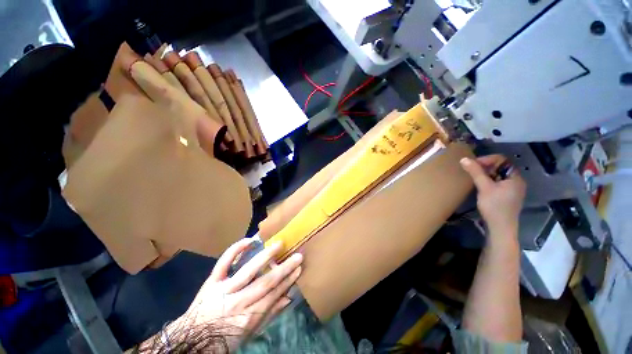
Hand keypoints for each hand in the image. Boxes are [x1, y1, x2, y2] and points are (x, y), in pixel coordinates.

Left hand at [171, 239, 302, 349]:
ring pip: (248, 271)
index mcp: (248, 316)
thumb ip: (270, 313)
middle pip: (265, 282)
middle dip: (284, 268)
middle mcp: (238, 301)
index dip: (288, 280)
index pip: (274, 294)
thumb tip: (288, 297)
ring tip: (279, 244)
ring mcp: (224, 289)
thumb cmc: (224, 336)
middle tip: (298, 255)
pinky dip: (234, 251)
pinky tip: (248, 241)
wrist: (191, 339)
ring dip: (265, 257)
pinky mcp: (212, 281)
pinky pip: (223, 263)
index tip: (299, 268)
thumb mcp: (250, 332)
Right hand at [460, 155, 525, 235]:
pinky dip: (488, 181)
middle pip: (500, 167)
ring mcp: (512, 189)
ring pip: (498, 175)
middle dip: (485, 166)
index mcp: (515, 177)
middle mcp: (516, 181)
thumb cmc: (494, 206)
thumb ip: (475, 172)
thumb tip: (464, 159)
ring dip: (485, 174)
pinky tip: (480, 185)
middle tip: (471, 170)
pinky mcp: (507, 195)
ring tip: (474, 177)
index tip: (473, 164)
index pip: (502, 160)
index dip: (487, 159)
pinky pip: (497, 182)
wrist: (500, 227)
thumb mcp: (484, 187)